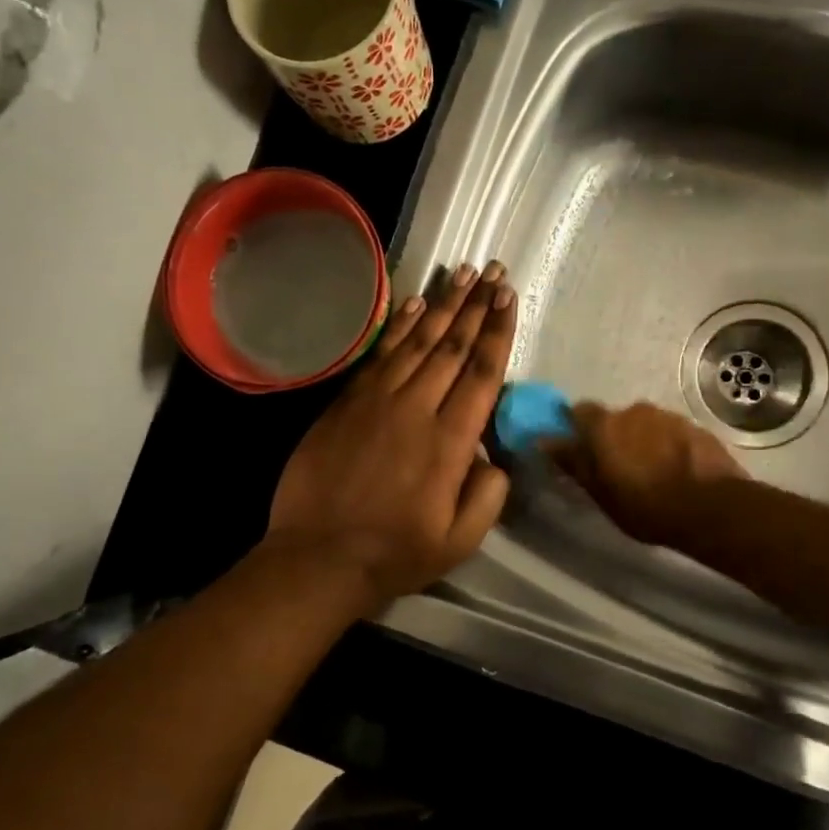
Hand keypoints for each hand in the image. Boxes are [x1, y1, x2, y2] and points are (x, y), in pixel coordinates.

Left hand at [266, 261, 516, 607]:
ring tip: (463, 273)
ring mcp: (377, 401)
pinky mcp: (347, 402)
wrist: (318, 557)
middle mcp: (417, 409)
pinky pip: (380, 354)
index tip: (510, 298)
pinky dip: (399, 326)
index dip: (498, 331)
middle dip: (477, 306)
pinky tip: (414, 304)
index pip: (482, 373)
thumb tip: (493, 457)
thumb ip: (488, 495)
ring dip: (443, 305)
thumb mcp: (460, 540)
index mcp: (450, 442)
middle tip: (495, 272)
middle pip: (453, 346)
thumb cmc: (395, 553)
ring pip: (417, 341)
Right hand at [549, 401, 746, 548]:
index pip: (579, 411)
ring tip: (652, 472)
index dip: (578, 428)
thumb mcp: (601, 493)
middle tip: (618, 468)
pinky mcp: (696, 427)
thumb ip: (574, 463)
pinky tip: (676, 471)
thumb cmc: (646, 507)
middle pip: (616, 419)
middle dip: (614, 437)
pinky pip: (672, 433)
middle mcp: (634, 410)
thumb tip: (545, 441)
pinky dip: (669, 447)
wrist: (712, 508)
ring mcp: (668, 416)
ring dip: (643, 441)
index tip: (581, 449)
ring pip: (646, 425)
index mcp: (605, 425)